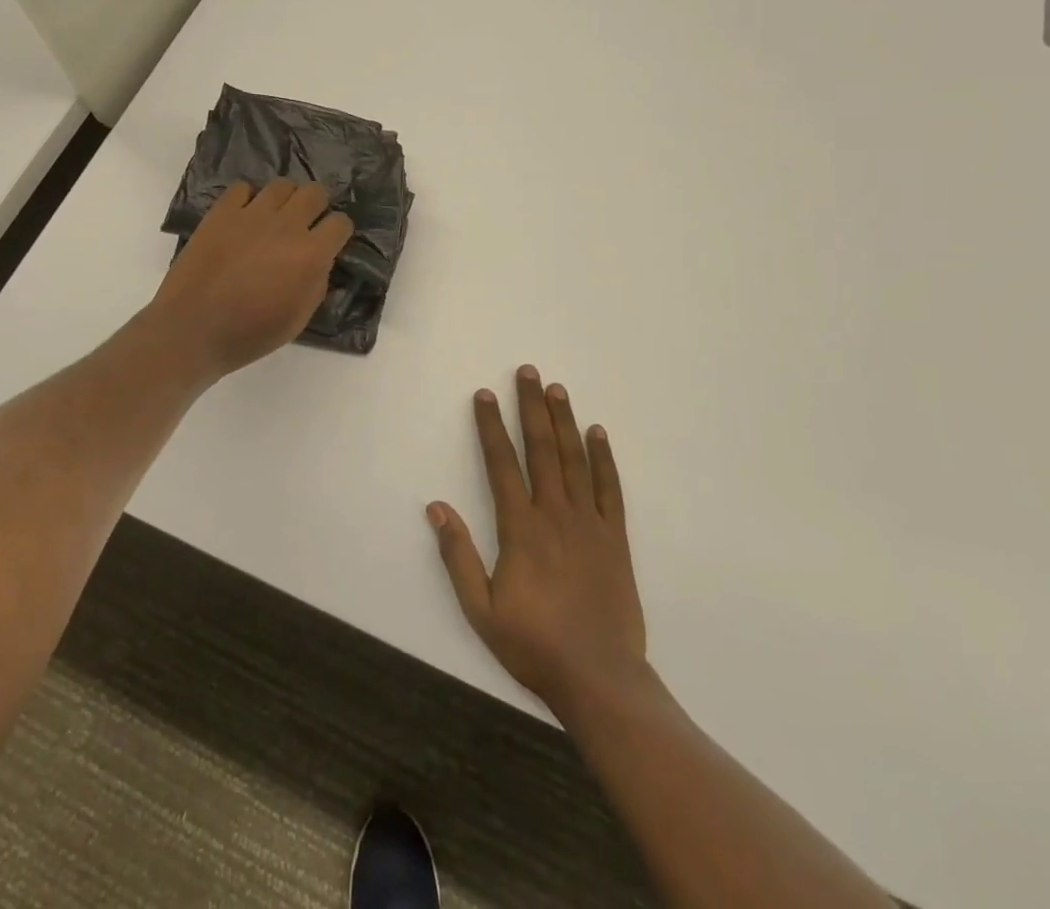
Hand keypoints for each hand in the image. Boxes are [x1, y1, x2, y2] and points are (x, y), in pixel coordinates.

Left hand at [148, 179, 353, 379]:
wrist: (192, 329)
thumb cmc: (250, 333)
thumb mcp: (299, 318)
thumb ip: (317, 283)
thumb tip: (320, 262)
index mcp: (311, 254)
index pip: (341, 223)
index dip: (338, 232)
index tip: (330, 242)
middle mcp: (287, 225)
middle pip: (315, 192)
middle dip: (316, 206)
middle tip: (304, 225)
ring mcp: (252, 214)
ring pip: (282, 185)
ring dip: (285, 200)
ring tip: (274, 218)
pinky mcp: (222, 211)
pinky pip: (243, 188)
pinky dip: (248, 199)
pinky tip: (244, 218)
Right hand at [428, 366, 646, 716]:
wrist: (599, 677)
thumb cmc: (534, 644)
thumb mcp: (480, 609)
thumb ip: (457, 556)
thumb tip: (435, 507)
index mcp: (520, 528)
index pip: (501, 463)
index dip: (490, 426)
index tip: (484, 394)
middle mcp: (554, 513)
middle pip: (540, 448)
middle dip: (530, 407)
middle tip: (526, 371)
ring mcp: (588, 522)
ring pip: (574, 459)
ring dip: (563, 420)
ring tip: (556, 388)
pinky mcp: (614, 537)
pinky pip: (609, 488)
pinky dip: (603, 458)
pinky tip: (597, 433)